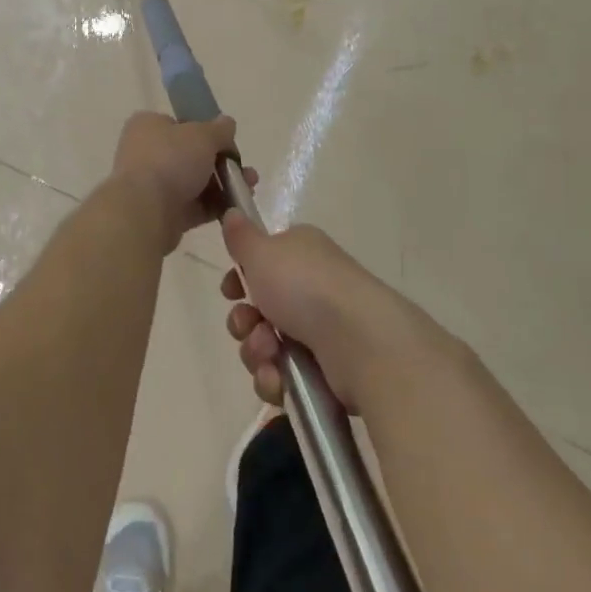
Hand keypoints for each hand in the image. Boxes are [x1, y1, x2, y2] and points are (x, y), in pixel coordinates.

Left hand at [109, 113, 255, 252]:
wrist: (145, 211)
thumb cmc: (170, 160)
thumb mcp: (202, 135)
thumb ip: (219, 129)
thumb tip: (227, 123)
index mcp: (148, 126)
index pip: (180, 124)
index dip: (206, 132)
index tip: (228, 142)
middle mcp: (146, 153)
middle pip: (192, 155)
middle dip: (223, 163)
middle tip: (246, 171)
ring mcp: (153, 185)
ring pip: (196, 182)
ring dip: (224, 185)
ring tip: (249, 189)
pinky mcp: (162, 214)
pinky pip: (194, 207)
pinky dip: (215, 207)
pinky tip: (237, 208)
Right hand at [219, 213, 418, 409]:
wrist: (361, 342)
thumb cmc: (307, 287)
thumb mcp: (262, 252)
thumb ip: (241, 237)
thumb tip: (232, 212)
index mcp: (301, 253)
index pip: (261, 264)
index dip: (240, 280)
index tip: (230, 291)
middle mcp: (311, 287)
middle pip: (258, 308)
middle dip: (243, 322)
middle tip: (248, 326)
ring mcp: (321, 330)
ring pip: (266, 345)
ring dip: (256, 352)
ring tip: (270, 355)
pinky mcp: (326, 369)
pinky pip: (283, 376)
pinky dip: (275, 379)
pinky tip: (279, 379)